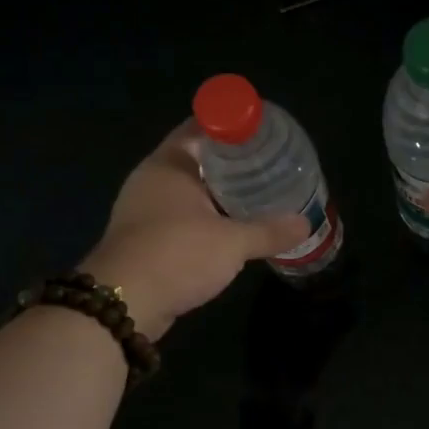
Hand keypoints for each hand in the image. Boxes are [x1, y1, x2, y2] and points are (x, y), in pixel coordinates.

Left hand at [80, 124, 307, 339]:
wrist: (123, 304)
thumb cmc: (177, 255)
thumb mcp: (232, 242)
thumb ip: (269, 231)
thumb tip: (305, 224)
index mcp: (168, 164)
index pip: (200, 127)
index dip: (230, 124)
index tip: (261, 131)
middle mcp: (151, 180)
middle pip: (196, 158)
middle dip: (230, 161)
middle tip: (268, 163)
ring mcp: (143, 210)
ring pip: (187, 191)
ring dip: (217, 192)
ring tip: (256, 194)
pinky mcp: (143, 238)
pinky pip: (180, 216)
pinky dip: (204, 217)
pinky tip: (229, 228)